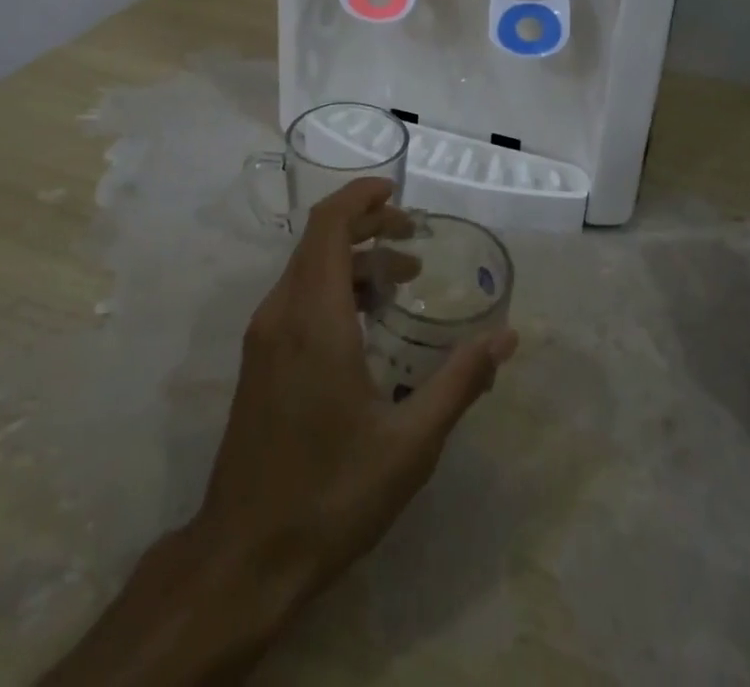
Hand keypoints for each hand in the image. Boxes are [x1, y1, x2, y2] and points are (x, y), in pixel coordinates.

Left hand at [47, 179, 516, 685]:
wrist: (243, 558)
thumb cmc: (330, 496)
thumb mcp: (410, 445)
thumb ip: (460, 382)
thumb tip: (506, 337)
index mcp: (314, 319)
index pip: (328, 225)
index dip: (361, 196)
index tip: (399, 192)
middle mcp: (281, 313)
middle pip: (319, 239)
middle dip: (368, 225)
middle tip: (414, 239)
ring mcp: (264, 336)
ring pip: (308, 267)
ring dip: (354, 259)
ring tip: (402, 280)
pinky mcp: (259, 359)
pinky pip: (298, 295)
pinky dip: (335, 286)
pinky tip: (367, 321)